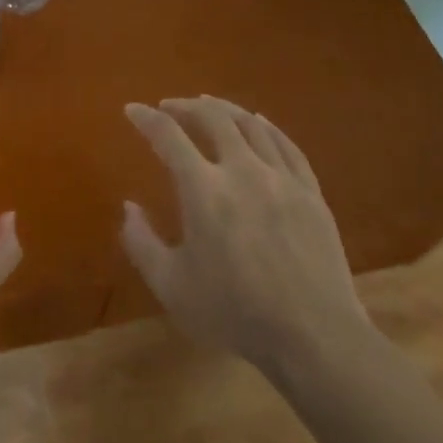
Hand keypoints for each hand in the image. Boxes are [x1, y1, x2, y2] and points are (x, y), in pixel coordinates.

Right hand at [121, 95, 371, 372]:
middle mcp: (242, 170)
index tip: (132, 109)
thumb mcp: (171, 286)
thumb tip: (128, 207)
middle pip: (212, 117)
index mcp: (203, 190)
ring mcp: (281, 178)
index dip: (146, 118)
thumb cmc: (234, 312)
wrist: (314, 336)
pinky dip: (266, 126)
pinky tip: (258, 123)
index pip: (168, 136)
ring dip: (224, 108)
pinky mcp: (310, 191)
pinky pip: (286, 144)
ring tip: (208, 105)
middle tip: (169, 106)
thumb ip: (141, 242)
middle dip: (185, 106)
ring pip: (251, 124)